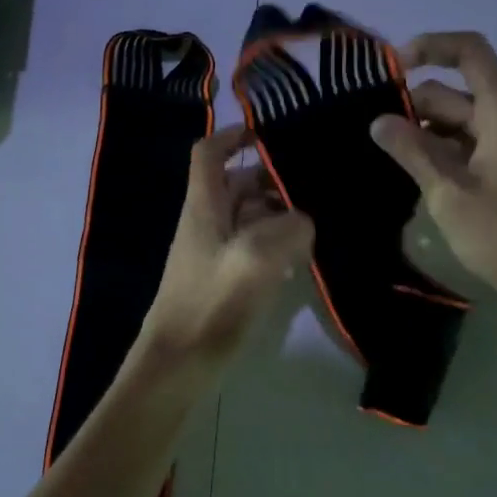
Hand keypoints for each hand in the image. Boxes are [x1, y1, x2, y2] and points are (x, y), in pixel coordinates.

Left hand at [139, 126, 314, 363]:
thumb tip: (304, 220)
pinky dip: (274, 244)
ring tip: (318, 221)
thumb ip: (288, 229)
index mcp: (203, 206)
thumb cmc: (211, 304)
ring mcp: (213, 251)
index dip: (233, 134)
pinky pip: (251, 247)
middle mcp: (205, 221)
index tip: (268, 132)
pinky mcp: (223, 278)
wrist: (178, 364)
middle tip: (314, 185)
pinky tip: (301, 261)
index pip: (208, 153)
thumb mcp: (257, 259)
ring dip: (278, 214)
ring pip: (248, 216)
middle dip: (272, 180)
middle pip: (237, 183)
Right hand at [370, 32, 496, 310]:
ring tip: (386, 155)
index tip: (389, 69)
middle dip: (415, 103)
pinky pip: (473, 145)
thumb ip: (412, 151)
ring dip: (426, 132)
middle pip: (458, 89)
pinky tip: (416, 175)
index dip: (429, 47)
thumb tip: (378, 120)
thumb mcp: (450, 193)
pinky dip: (444, 152)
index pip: (468, 50)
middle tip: (371, 131)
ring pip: (462, 121)